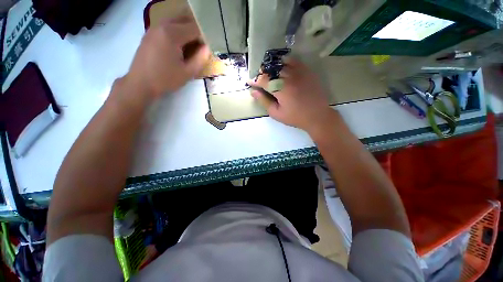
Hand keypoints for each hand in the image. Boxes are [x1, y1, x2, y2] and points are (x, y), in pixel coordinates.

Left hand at [124, 16, 210, 99]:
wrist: (140, 83)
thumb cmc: (165, 79)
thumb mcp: (188, 72)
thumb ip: (200, 58)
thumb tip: (207, 48)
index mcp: (172, 34)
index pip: (195, 27)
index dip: (204, 36)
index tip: (208, 48)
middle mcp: (162, 25)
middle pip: (185, 19)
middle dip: (196, 30)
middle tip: (201, 46)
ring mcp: (154, 27)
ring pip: (176, 21)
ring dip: (187, 30)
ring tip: (191, 47)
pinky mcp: (150, 33)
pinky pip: (168, 26)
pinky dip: (177, 31)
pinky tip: (179, 46)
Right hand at [248, 58, 336, 131]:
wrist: (317, 115)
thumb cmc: (295, 117)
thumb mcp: (276, 113)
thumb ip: (264, 101)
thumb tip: (253, 92)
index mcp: (280, 89)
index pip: (263, 80)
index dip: (255, 80)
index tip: (250, 82)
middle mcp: (289, 77)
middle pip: (271, 70)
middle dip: (262, 74)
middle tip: (259, 80)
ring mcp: (299, 72)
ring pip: (281, 64)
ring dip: (272, 68)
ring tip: (269, 74)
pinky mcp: (307, 71)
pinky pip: (294, 61)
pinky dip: (285, 62)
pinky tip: (282, 67)